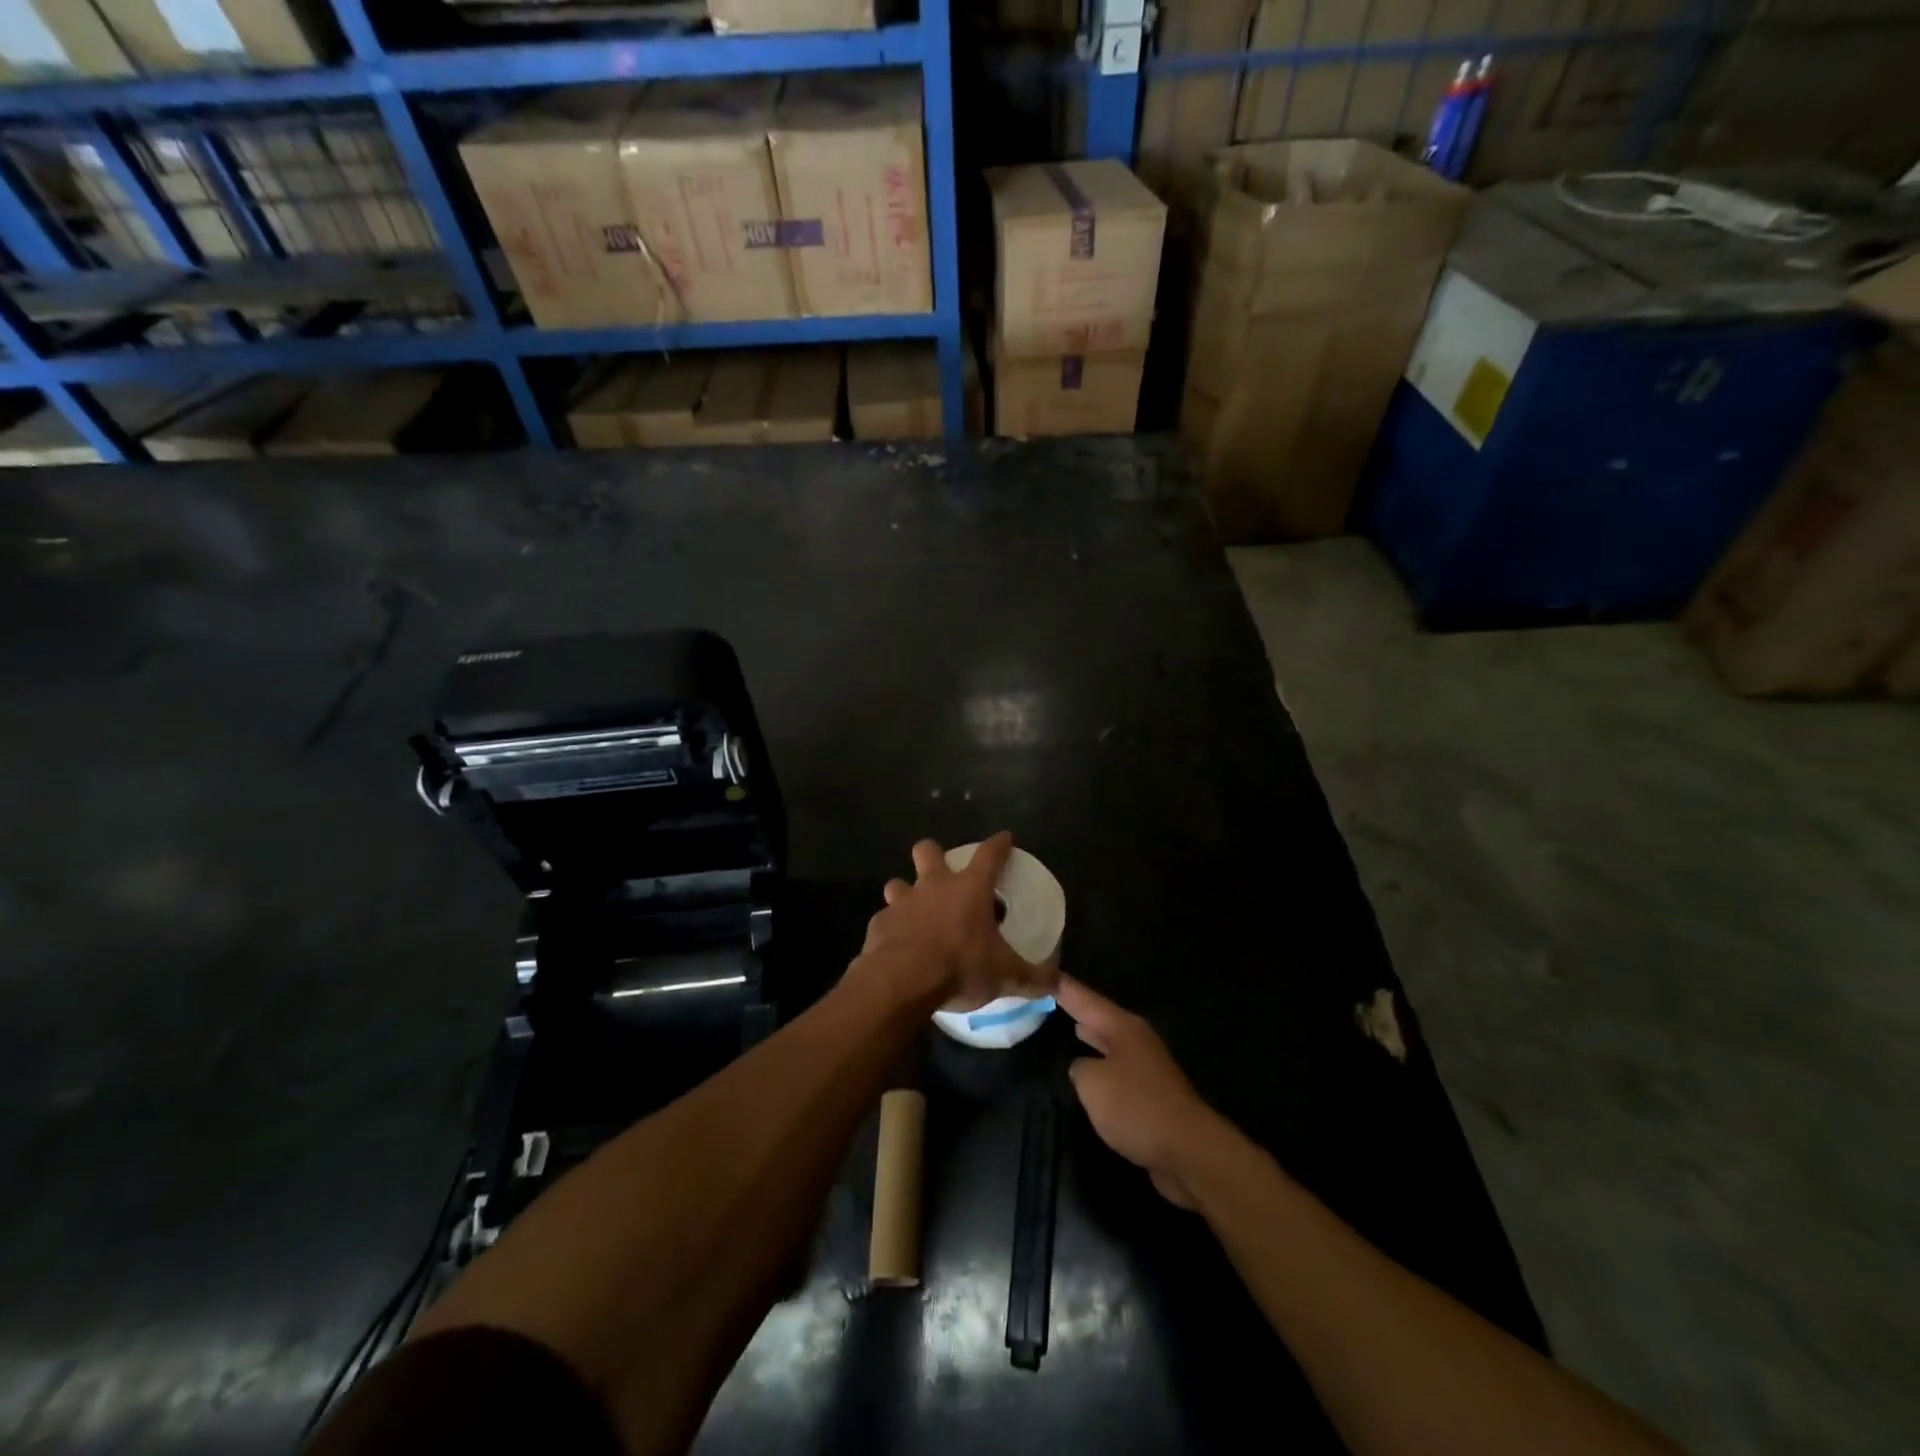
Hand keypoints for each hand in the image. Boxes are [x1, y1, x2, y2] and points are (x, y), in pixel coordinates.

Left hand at [857, 833, 1056, 1010]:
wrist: (902, 981)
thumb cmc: (959, 966)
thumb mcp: (1004, 975)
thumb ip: (1031, 978)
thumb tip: (1054, 984)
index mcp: (970, 889)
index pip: (989, 854)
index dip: (999, 844)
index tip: (1004, 838)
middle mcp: (934, 886)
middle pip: (928, 851)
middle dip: (933, 854)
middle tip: (941, 874)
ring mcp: (902, 902)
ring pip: (898, 883)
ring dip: (905, 893)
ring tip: (915, 913)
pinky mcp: (879, 924)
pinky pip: (885, 919)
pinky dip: (892, 929)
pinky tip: (898, 946)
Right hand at [1057, 975, 1228, 1209]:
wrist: (1189, 1151)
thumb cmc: (1136, 1107)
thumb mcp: (1093, 1083)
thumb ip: (1079, 1068)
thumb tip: (1083, 1067)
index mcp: (1122, 1027)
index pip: (1084, 998)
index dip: (1061, 986)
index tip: (1042, 972)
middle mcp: (1136, 1039)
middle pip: (1100, 1016)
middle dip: (1076, 1007)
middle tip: (1049, 995)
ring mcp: (1146, 1066)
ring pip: (1109, 1042)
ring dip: (1090, 1034)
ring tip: (1067, 1023)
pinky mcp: (1151, 1094)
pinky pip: (1116, 1069)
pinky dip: (1100, 1063)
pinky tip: (1089, 1071)